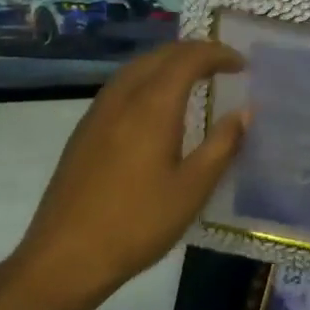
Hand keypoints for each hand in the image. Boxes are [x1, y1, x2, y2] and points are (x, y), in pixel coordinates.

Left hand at [15, 41, 246, 304]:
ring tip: (194, 77)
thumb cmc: (137, 223)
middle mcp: (123, 97)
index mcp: (152, 106)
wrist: (65, 257)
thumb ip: (222, 145)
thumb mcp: (192, 189)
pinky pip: (122, 85)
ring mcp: (98, 112)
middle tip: (223, 64)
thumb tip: (244, 112)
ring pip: (137, 67)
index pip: (188, 59)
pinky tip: (157, 105)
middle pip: (160, 55)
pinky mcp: (85, 130)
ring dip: (169, 62)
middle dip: (194, 52)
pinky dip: (148, 78)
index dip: (218, 54)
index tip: (242, 65)